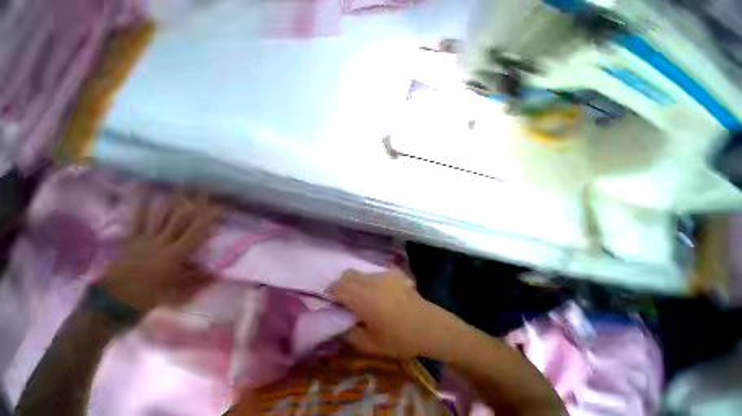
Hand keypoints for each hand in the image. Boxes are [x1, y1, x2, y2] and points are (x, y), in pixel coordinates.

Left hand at [98, 191, 221, 312]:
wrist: (114, 302)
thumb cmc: (149, 298)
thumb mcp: (178, 293)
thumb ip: (199, 280)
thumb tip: (219, 272)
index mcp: (175, 255)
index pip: (197, 231)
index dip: (209, 218)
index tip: (221, 206)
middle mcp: (162, 241)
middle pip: (180, 217)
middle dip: (193, 201)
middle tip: (204, 187)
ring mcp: (145, 238)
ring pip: (160, 214)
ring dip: (172, 199)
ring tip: (181, 185)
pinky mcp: (132, 238)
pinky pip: (137, 218)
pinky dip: (141, 203)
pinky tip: (143, 188)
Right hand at [329, 269, 451, 358]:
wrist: (427, 325)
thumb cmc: (398, 338)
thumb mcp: (370, 345)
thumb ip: (350, 334)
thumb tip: (341, 324)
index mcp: (361, 297)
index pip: (337, 287)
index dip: (331, 293)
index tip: (333, 303)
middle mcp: (370, 281)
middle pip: (348, 274)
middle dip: (343, 285)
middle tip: (348, 300)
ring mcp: (383, 274)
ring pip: (362, 273)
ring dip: (359, 283)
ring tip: (368, 298)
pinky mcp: (394, 273)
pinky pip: (377, 274)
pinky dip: (374, 282)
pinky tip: (385, 295)